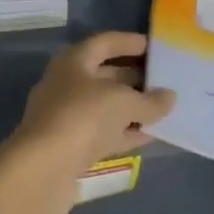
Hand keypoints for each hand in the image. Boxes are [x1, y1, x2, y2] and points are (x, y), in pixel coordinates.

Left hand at [0, 32, 175, 213]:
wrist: (43, 171)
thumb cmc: (82, 118)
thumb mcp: (123, 103)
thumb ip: (149, 100)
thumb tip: (170, 97)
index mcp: (74, 61)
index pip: (105, 43)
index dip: (130, 43)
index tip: (155, 47)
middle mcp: (68, 84)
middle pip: (106, 74)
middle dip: (135, 77)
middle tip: (166, 80)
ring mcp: (68, 116)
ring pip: (106, 106)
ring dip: (132, 107)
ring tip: (164, 108)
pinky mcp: (71, 146)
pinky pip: (104, 132)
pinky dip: (125, 132)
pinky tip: (150, 135)